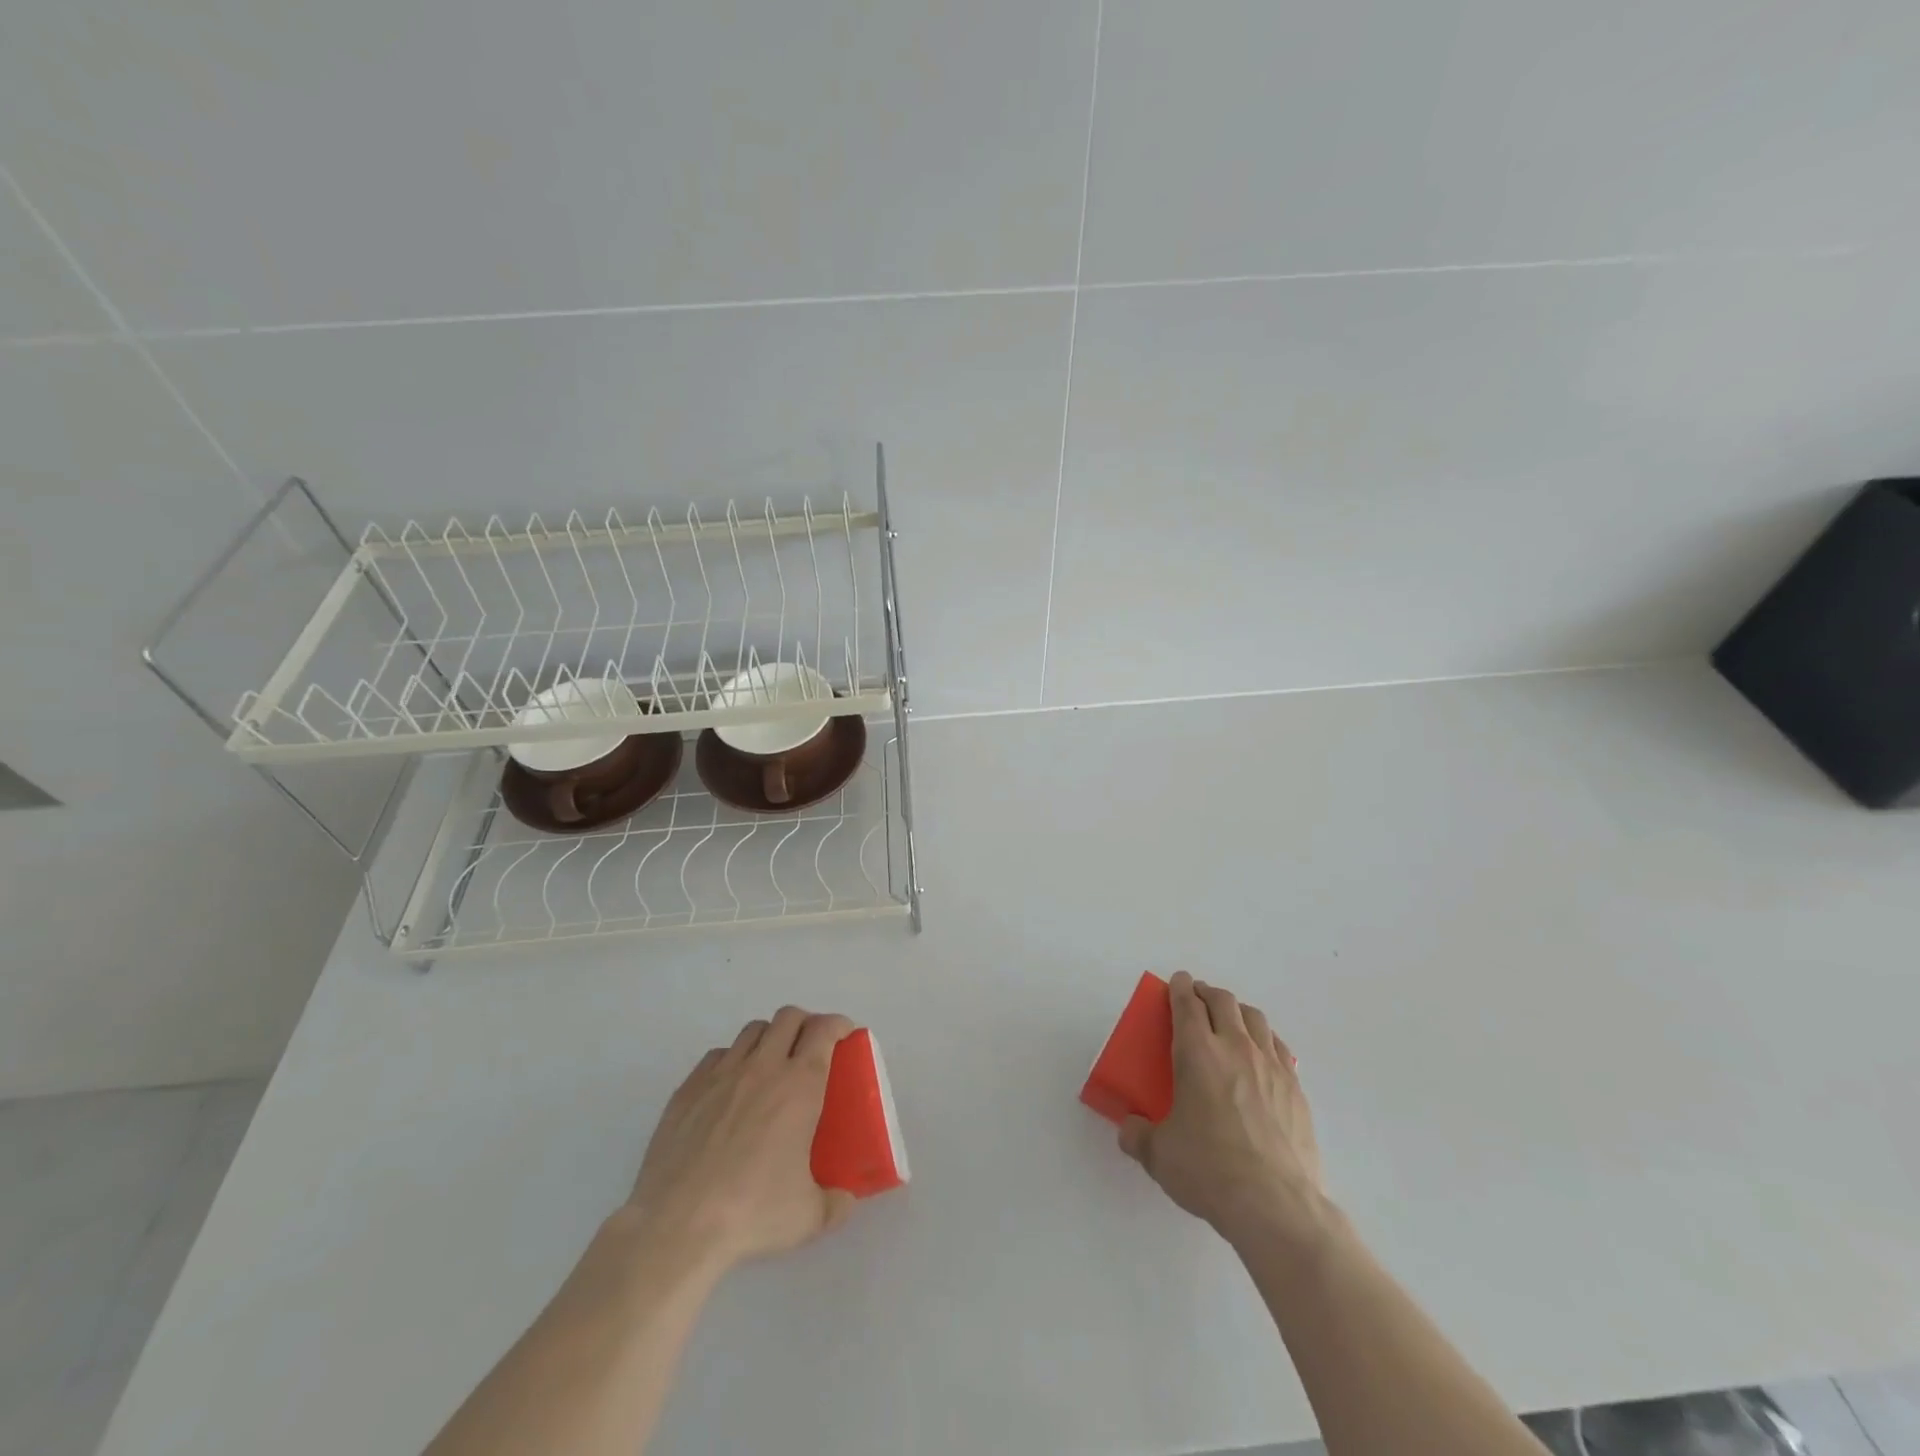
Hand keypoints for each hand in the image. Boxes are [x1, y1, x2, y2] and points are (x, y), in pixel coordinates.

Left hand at [625, 1006, 856, 1270]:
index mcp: (800, 1085)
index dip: (839, 1025)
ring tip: (771, 1065)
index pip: (824, 1030)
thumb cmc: (752, 1212)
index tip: (845, 1036)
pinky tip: (731, 1088)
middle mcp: (763, 1067)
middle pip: (789, 1017)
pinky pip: (718, 1055)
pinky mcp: (688, 1087)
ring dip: (770, 1038)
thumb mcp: (809, 1216)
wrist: (677, 1225)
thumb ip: (835, 1203)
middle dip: (806, 1024)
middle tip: (811, 1048)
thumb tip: (845, 1198)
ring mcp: (722, 1073)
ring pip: (753, 1030)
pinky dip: (732, 1060)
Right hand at [1119, 971, 1327, 1249]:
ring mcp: (1271, 1066)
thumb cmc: (1210, 1171)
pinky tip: (1262, 1054)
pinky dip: (1265, 1039)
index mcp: (1198, 1053)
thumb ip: (1138, 1135)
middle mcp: (1236, 1048)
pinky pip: (1279, 1048)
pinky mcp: (1296, 1089)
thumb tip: (1130, 1128)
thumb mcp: (1159, 1155)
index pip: (1187, 1004)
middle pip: (1223, 1001)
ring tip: (1230, 1020)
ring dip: (1238, 1011)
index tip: (1177, 981)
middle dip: (1207, 993)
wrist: (1276, 1205)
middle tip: (1197, 999)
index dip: (1180, 987)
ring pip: (1255, 1018)